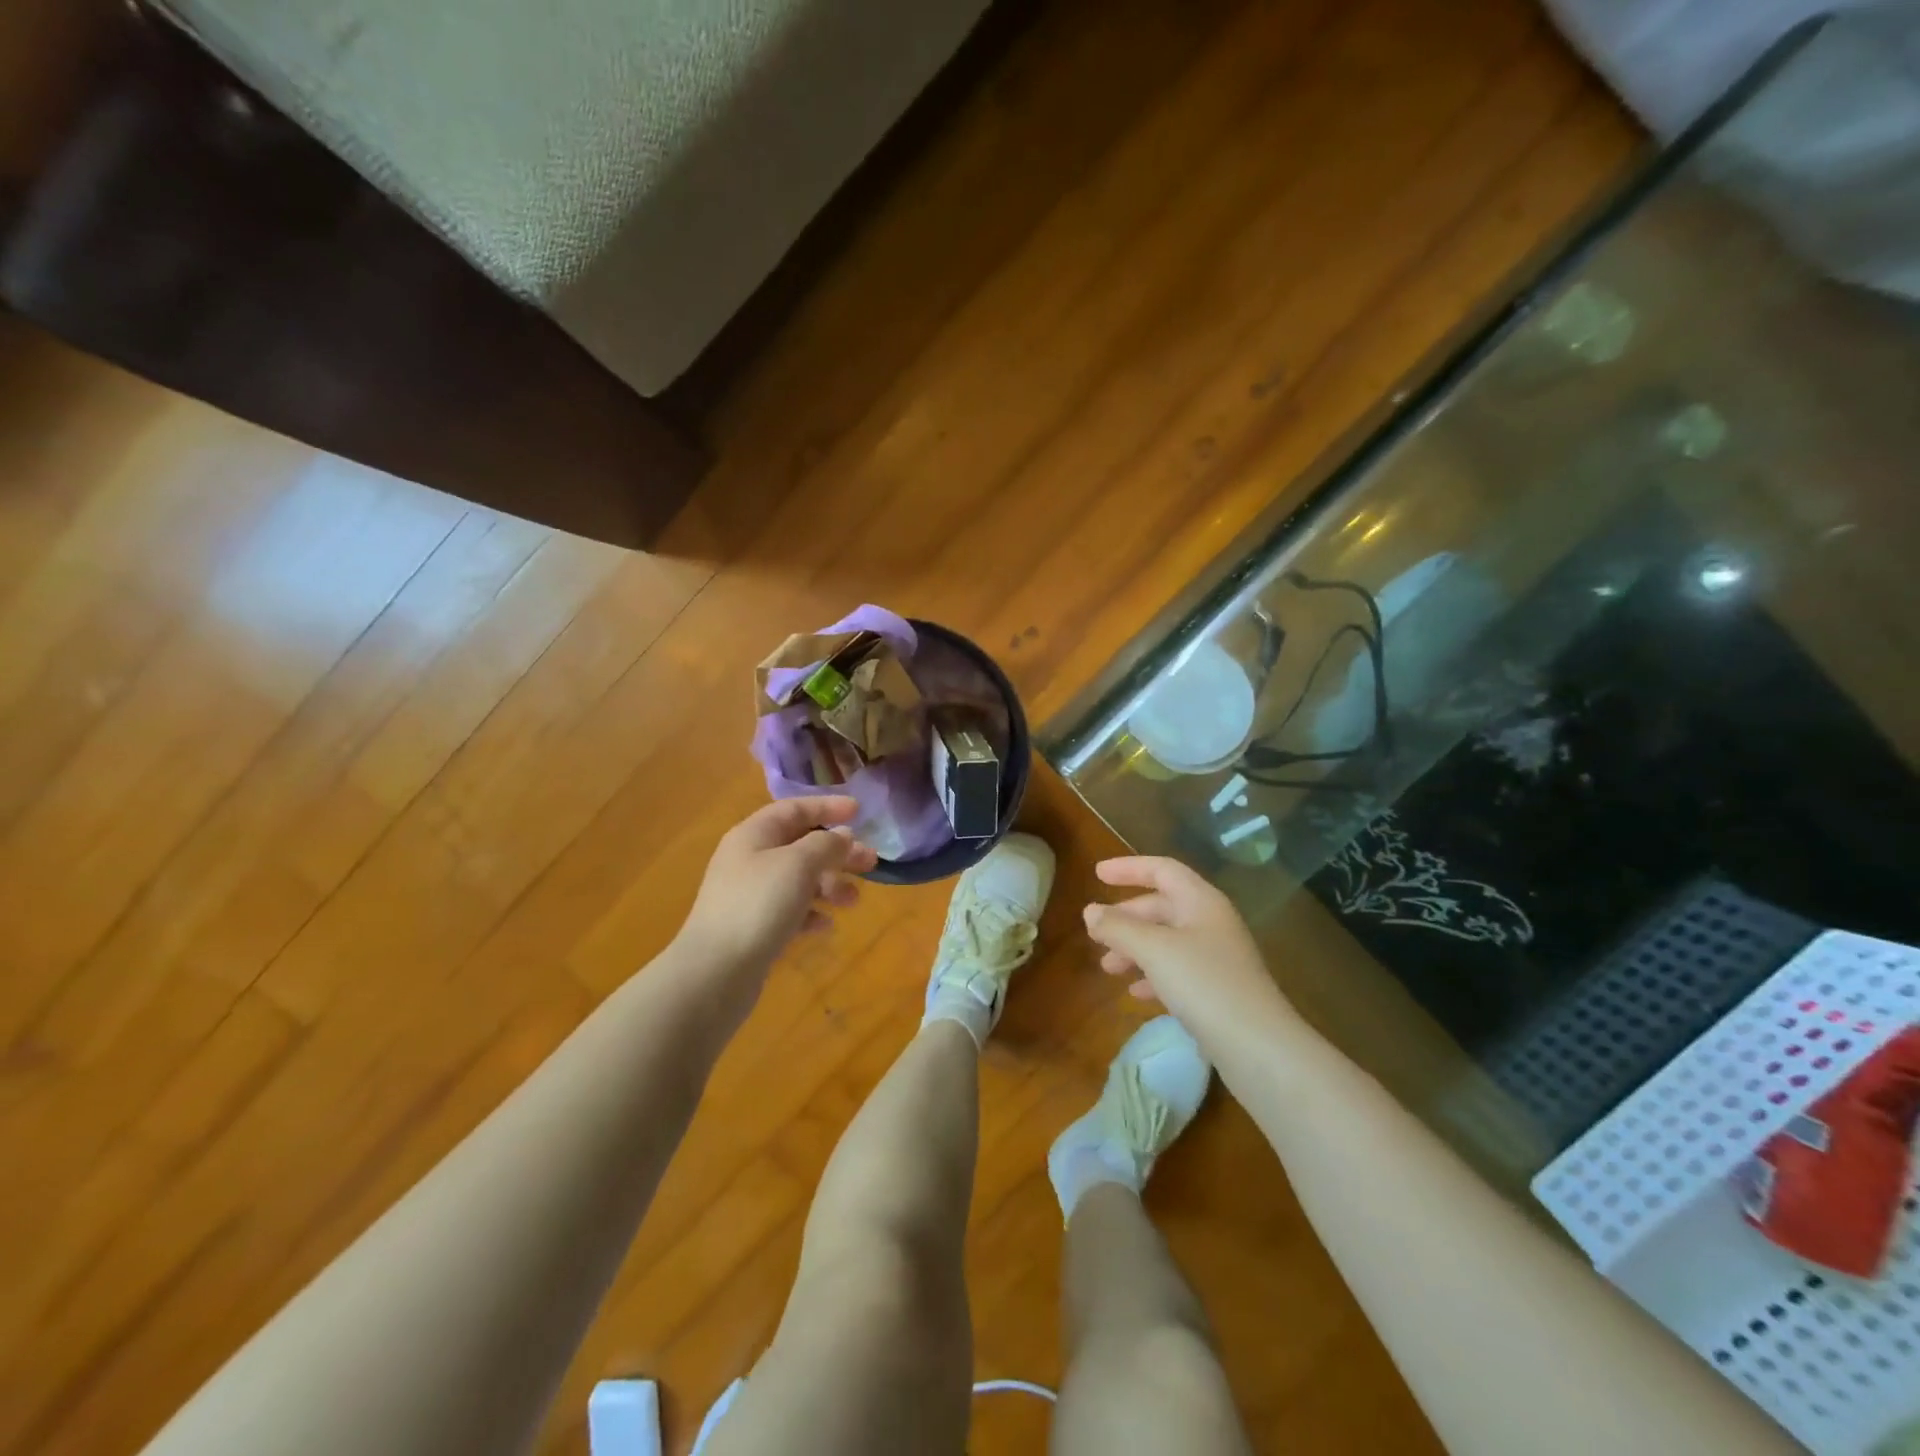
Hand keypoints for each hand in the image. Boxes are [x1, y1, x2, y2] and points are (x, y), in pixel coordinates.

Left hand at [677, 797, 878, 976]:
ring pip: (799, 880)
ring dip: (829, 885)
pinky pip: (790, 911)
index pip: (794, 809)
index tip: (860, 811)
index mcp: (754, 835)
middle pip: (801, 845)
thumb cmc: (758, 905)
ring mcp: (750, 895)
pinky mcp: (754, 928)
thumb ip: (825, 844)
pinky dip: (811, 913)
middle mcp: (749, 860)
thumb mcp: (798, 864)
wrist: (715, 972)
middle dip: (837, 852)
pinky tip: (826, 925)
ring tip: (853, 901)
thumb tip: (843, 835)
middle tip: (870, 862)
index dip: (827, 806)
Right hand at [1083, 856, 1296, 1051]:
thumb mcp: (1153, 950)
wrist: (1259, 1048)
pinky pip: (1177, 970)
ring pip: (1167, 940)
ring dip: (1135, 948)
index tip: (1097, 874)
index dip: (1129, 868)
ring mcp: (1217, 958)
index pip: (1162, 870)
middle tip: (1095, 933)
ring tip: (1108, 967)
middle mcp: (1211, 923)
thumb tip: (1090, 911)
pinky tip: (1136, 993)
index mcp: (1202, 901)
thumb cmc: (1204, 984)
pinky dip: (1152, 975)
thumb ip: (1118, 927)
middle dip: (1126, 917)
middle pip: (1162, 906)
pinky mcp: (1218, 990)